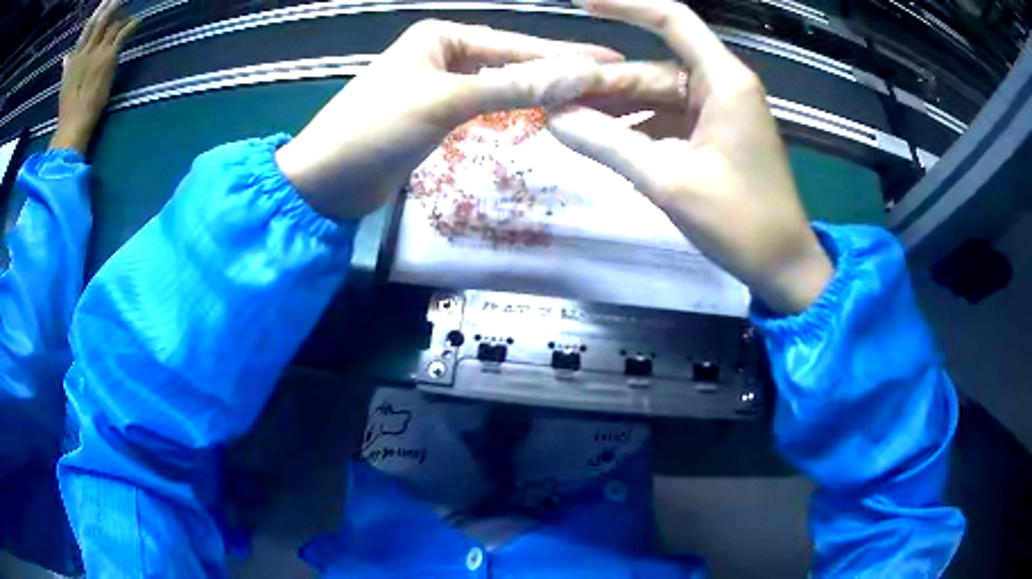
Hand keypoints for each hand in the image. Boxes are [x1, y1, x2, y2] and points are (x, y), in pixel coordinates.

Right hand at [50, 0, 137, 153]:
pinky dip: (132, 25)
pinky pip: (123, 33)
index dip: (96, 14)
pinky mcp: (108, 57)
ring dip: (123, 17)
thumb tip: (66, 56)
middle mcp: (85, 51)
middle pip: (100, 21)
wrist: (73, 126)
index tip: (104, 3)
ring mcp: (97, 53)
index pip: (86, 29)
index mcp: (74, 58)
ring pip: (113, 24)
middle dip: (111, 7)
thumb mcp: (64, 86)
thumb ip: (67, 68)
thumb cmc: (68, 110)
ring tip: (129, 15)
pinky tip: (138, 22)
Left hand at [274, 20, 621, 220]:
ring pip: (501, 84)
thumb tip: (577, 76)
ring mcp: (439, 85)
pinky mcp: (436, 115)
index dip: (565, 56)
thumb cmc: (373, 130)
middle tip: (607, 81)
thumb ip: (511, 88)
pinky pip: (486, 106)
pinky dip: (513, 110)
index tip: (611, 63)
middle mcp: (443, 54)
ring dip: (539, 91)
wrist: (326, 182)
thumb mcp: (444, 102)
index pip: (516, 45)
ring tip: (584, 97)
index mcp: (441, 37)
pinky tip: (540, 113)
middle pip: (512, 61)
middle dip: (557, 71)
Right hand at [549, 0, 831, 313]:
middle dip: (602, 84)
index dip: (625, 5)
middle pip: (650, 68)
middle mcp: (722, 86)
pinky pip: (667, 120)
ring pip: (655, 96)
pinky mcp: (715, 136)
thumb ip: (609, 144)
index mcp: (724, 81)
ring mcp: (719, 112)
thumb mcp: (669, 182)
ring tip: (567, 123)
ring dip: (615, 109)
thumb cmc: (741, 223)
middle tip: (550, 99)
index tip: (580, 3)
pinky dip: (636, 128)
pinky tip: (604, 142)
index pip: (671, 19)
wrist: (783, 266)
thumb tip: (554, 118)